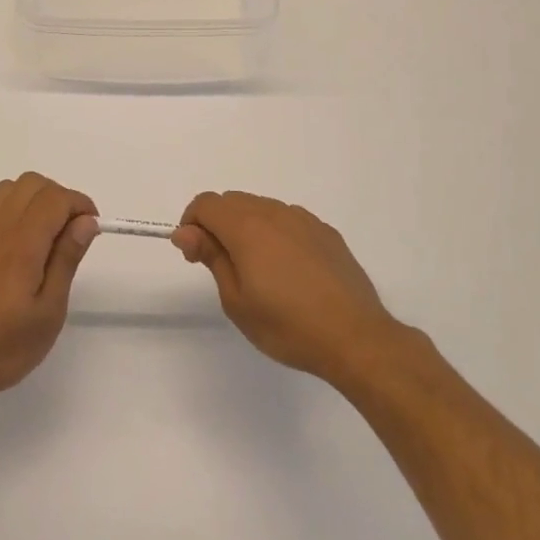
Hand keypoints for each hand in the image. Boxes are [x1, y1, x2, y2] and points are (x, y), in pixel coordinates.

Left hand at [0, 173, 98, 412]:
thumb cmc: (4, 347)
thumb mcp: (48, 311)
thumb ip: (66, 259)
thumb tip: (86, 221)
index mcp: (21, 243)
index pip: (56, 198)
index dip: (80, 205)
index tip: (92, 229)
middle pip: (33, 183)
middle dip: (60, 198)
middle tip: (71, 234)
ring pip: (10, 188)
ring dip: (34, 200)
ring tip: (45, 237)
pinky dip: (12, 208)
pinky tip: (17, 242)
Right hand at [173, 191, 402, 383]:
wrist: (355, 338)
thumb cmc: (287, 325)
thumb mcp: (236, 299)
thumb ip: (210, 256)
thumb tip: (184, 231)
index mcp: (247, 227)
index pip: (206, 203)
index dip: (191, 224)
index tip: (195, 256)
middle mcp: (275, 212)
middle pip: (232, 201)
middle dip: (216, 224)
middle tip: (221, 266)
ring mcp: (305, 220)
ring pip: (261, 207)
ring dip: (246, 227)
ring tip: (257, 271)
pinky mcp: (326, 232)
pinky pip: (288, 220)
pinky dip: (275, 233)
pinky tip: (288, 270)